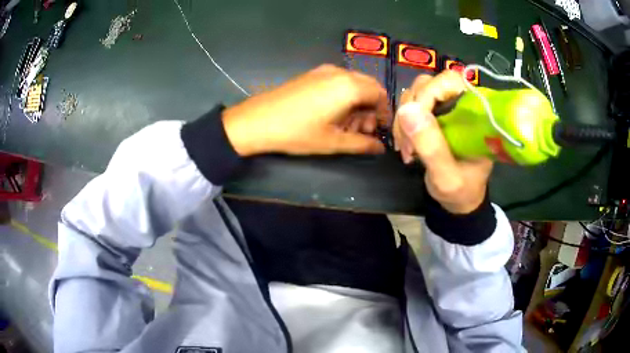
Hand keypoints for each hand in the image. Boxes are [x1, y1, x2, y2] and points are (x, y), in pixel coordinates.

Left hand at [222, 65, 390, 156]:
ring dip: (357, 103)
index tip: (380, 130)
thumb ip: (361, 144)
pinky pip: (337, 82)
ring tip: (346, 127)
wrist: (256, 121)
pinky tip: (332, 115)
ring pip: (353, 84)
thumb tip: (379, 148)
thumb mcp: (332, 142)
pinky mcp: (311, 74)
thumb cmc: (297, 132)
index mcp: (349, 86)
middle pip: (368, 87)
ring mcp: (323, 71)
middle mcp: (339, 73)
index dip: (384, 113)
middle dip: (371, 108)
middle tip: (362, 130)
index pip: (380, 94)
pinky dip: (343, 97)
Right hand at [393, 71, 492, 213]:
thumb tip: (406, 110)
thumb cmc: (461, 191)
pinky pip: (411, 107)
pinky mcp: (434, 114)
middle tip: (408, 145)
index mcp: (474, 112)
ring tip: (407, 150)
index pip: (449, 81)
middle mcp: (460, 103)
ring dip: (404, 120)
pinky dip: (403, 124)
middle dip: (411, 112)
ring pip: (415, 94)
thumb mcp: (447, 177)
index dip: (427, 95)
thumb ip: (431, 146)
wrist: (461, 200)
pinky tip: (407, 145)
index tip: (414, 123)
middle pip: (427, 84)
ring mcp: (446, 108)